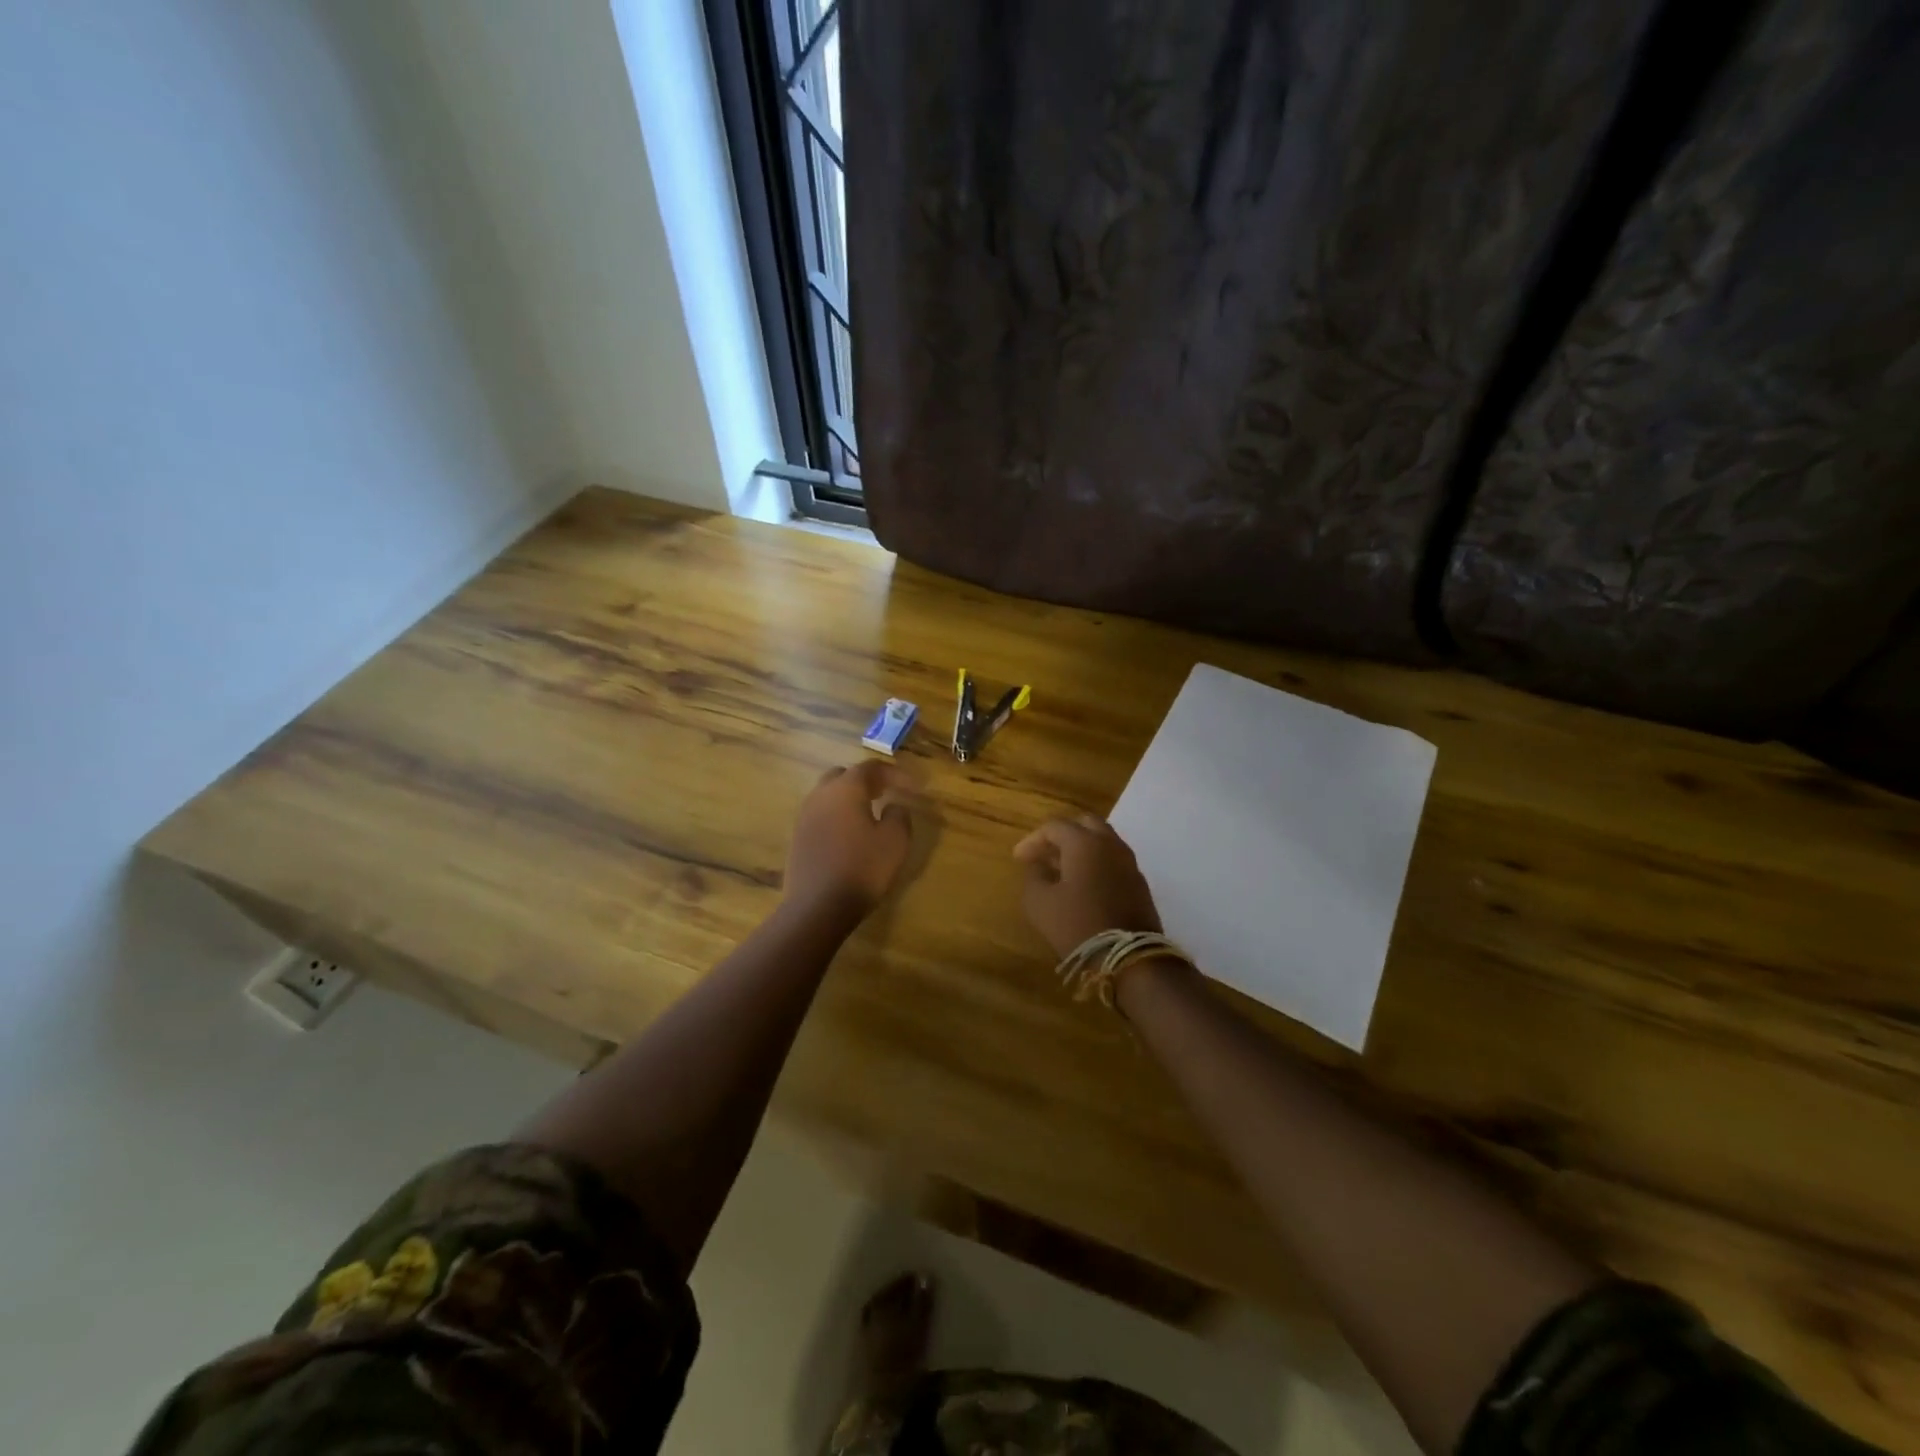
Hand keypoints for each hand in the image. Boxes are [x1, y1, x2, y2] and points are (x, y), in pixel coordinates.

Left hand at [784, 761, 915, 918]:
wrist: (817, 907)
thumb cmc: (862, 869)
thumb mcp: (895, 841)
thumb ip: (899, 815)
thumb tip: (894, 805)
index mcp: (845, 789)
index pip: (871, 768)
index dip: (895, 773)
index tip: (914, 786)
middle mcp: (820, 795)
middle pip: (843, 776)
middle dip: (867, 781)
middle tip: (886, 792)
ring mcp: (804, 817)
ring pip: (828, 796)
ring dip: (849, 799)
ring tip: (870, 814)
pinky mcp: (797, 839)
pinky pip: (820, 816)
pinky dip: (837, 816)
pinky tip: (850, 835)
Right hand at [1012, 813, 1161, 957]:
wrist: (1128, 957)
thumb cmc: (1077, 924)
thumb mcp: (1039, 902)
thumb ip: (1034, 876)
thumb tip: (1038, 866)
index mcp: (1084, 842)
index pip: (1054, 826)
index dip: (1032, 840)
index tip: (1018, 859)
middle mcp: (1110, 844)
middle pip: (1084, 824)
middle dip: (1061, 835)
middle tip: (1044, 854)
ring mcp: (1129, 863)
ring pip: (1102, 841)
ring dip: (1080, 849)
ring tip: (1061, 870)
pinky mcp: (1139, 883)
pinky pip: (1113, 861)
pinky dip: (1096, 863)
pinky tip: (1082, 885)